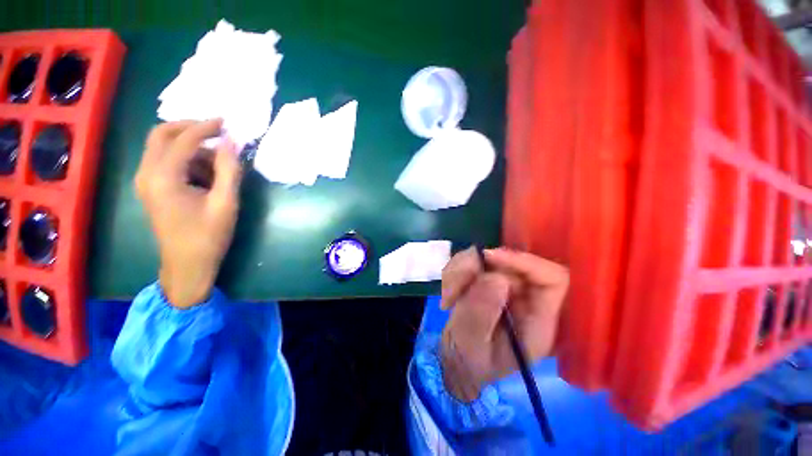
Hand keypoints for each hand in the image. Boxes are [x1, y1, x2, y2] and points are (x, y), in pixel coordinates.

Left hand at [135, 119, 241, 307]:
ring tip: (218, 163)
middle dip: (189, 127)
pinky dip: (185, 159)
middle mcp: (146, 174)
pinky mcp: (150, 189)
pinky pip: (164, 161)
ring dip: (190, 146)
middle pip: (161, 135)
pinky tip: (205, 175)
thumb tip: (232, 142)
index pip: (183, 140)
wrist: (187, 265)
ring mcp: (145, 181)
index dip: (205, 127)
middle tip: (217, 131)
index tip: (226, 122)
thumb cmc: (209, 236)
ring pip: (161, 147)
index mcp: (163, 178)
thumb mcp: (225, 203)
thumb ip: (229, 170)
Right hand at [440, 248, 567, 401]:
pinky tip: (448, 295)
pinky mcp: (489, 278)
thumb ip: (481, 316)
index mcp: (539, 321)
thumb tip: (495, 277)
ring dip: (461, 271)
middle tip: (453, 289)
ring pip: (487, 257)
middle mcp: (528, 298)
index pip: (553, 279)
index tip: (488, 258)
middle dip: (476, 267)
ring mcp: (507, 285)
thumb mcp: (471, 346)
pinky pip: (471, 261)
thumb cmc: (469, 363)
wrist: (457, 360)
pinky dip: (455, 272)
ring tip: (449, 297)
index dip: (525, 262)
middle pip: (512, 261)